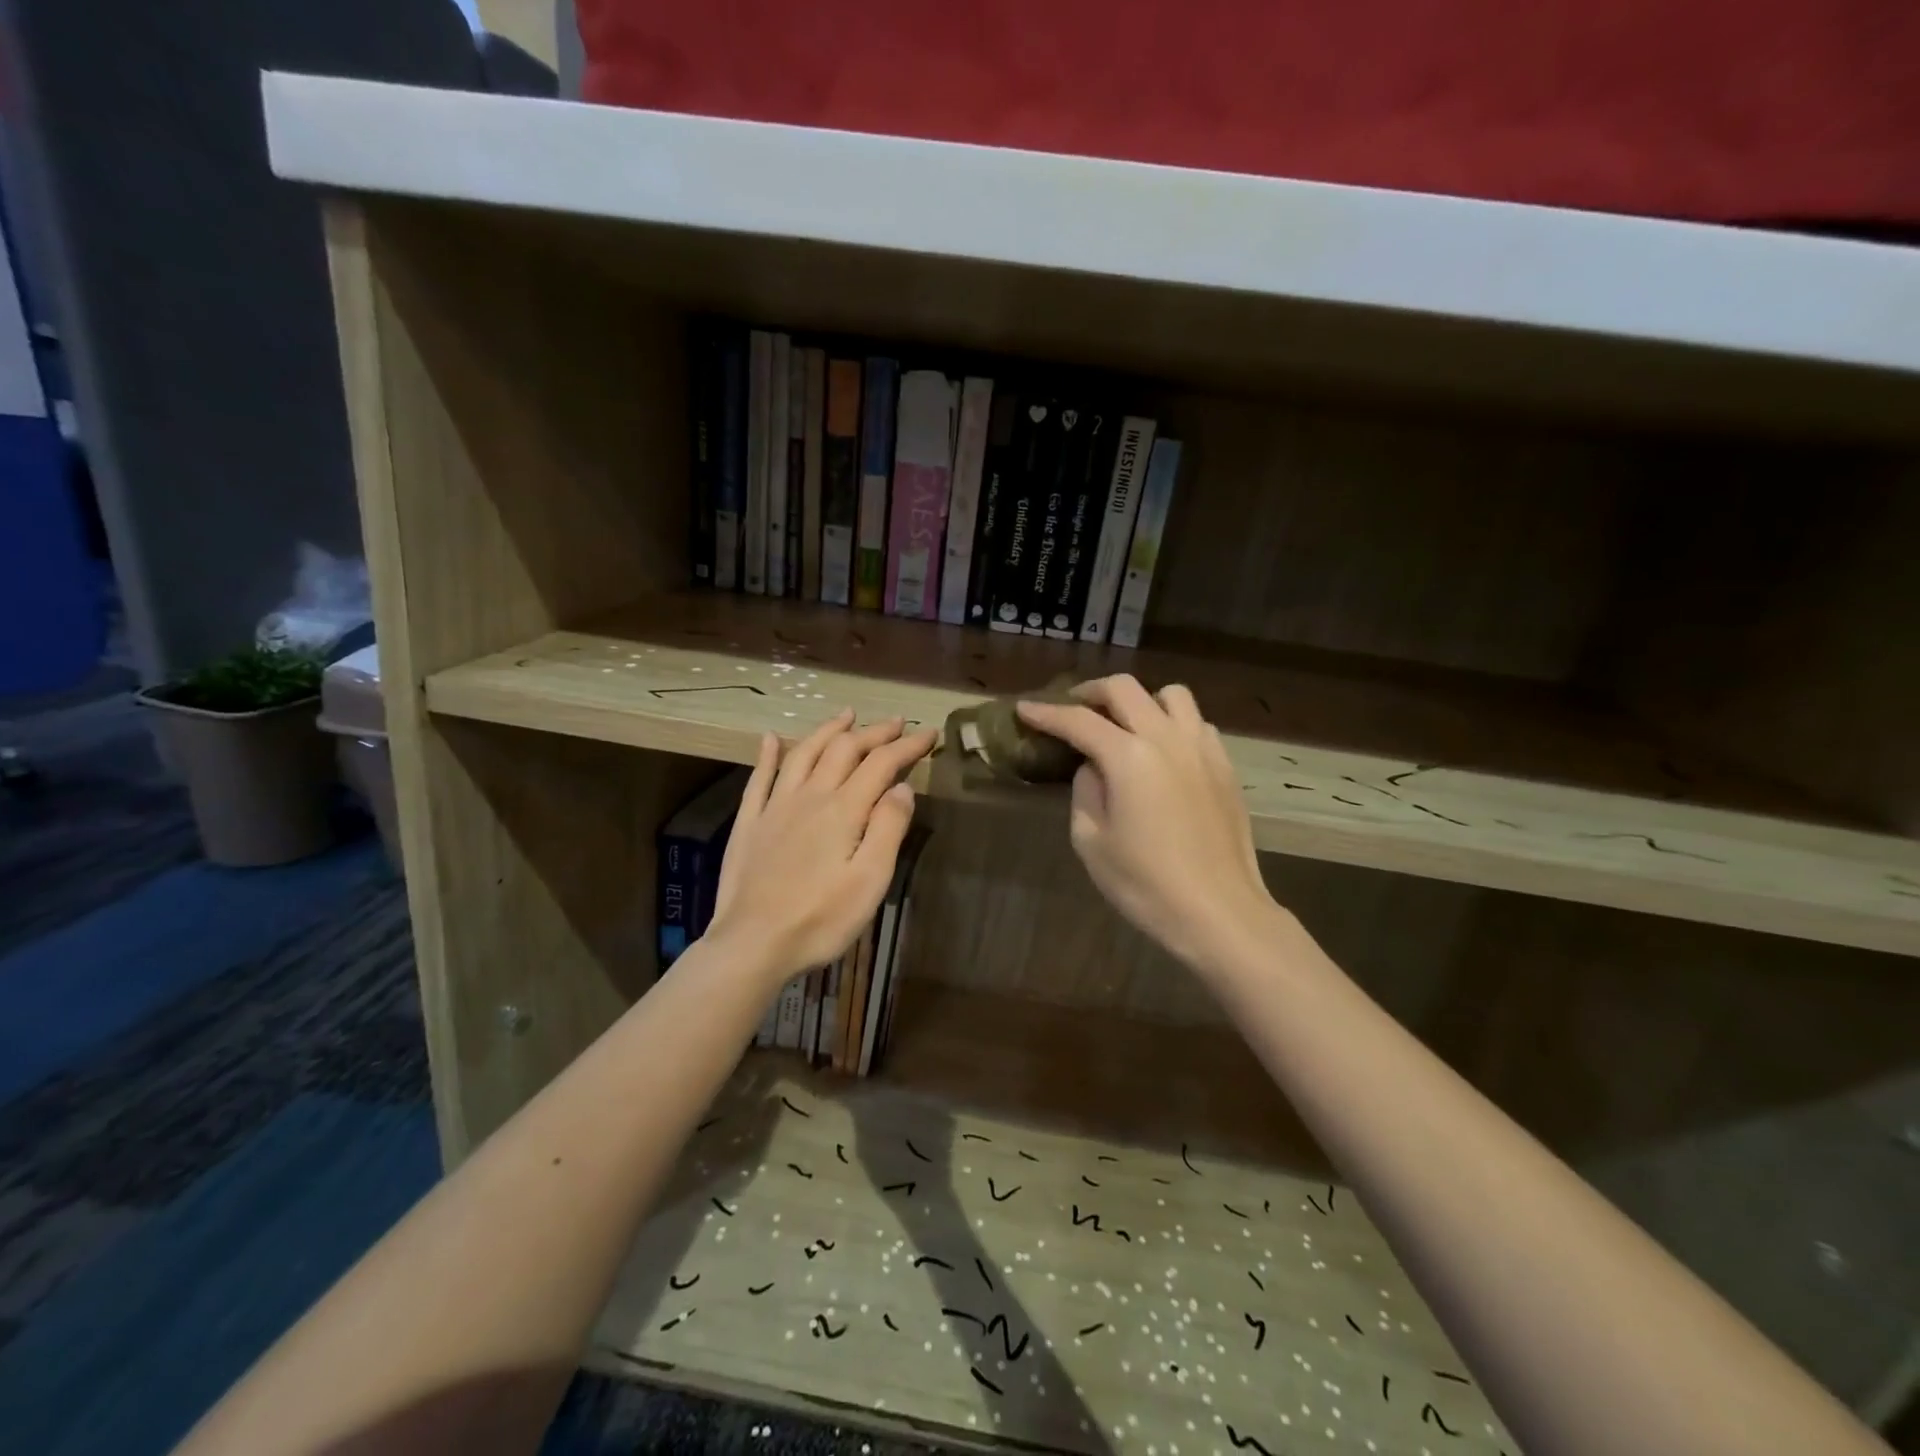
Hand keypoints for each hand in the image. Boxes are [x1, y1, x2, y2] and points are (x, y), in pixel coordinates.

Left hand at [708, 710, 936, 987]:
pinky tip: (770, 738)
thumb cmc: (820, 919)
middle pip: (844, 749)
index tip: (929, 732)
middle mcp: (810, 796)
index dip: (907, 745)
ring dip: (828, 730)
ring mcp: (776, 806)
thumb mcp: (870, 880)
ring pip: (804, 753)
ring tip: (846, 715)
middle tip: (896, 723)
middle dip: (874, 732)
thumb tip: (901, 786)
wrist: (753, 943)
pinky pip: (759, 777)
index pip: (881, 764)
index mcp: (844, 810)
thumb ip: (888, 828)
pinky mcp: (750, 822)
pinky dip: (768, 754)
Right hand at [1017, 676, 1277, 974]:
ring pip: (1170, 694)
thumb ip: (1086, 791)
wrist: (1219, 912)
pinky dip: (1173, 723)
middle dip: (1090, 692)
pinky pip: (1197, 723)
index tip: (1024, 709)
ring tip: (1125, 724)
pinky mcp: (1224, 765)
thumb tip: (1094, 767)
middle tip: (1072, 709)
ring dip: (1139, 700)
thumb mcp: (1091, 841)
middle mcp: (1166, 738)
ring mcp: (1202, 748)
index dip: (1046, 713)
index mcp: (1128, 757)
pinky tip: (1163, 751)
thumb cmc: (1146, 884)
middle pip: (1124, 689)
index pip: (1078, 720)